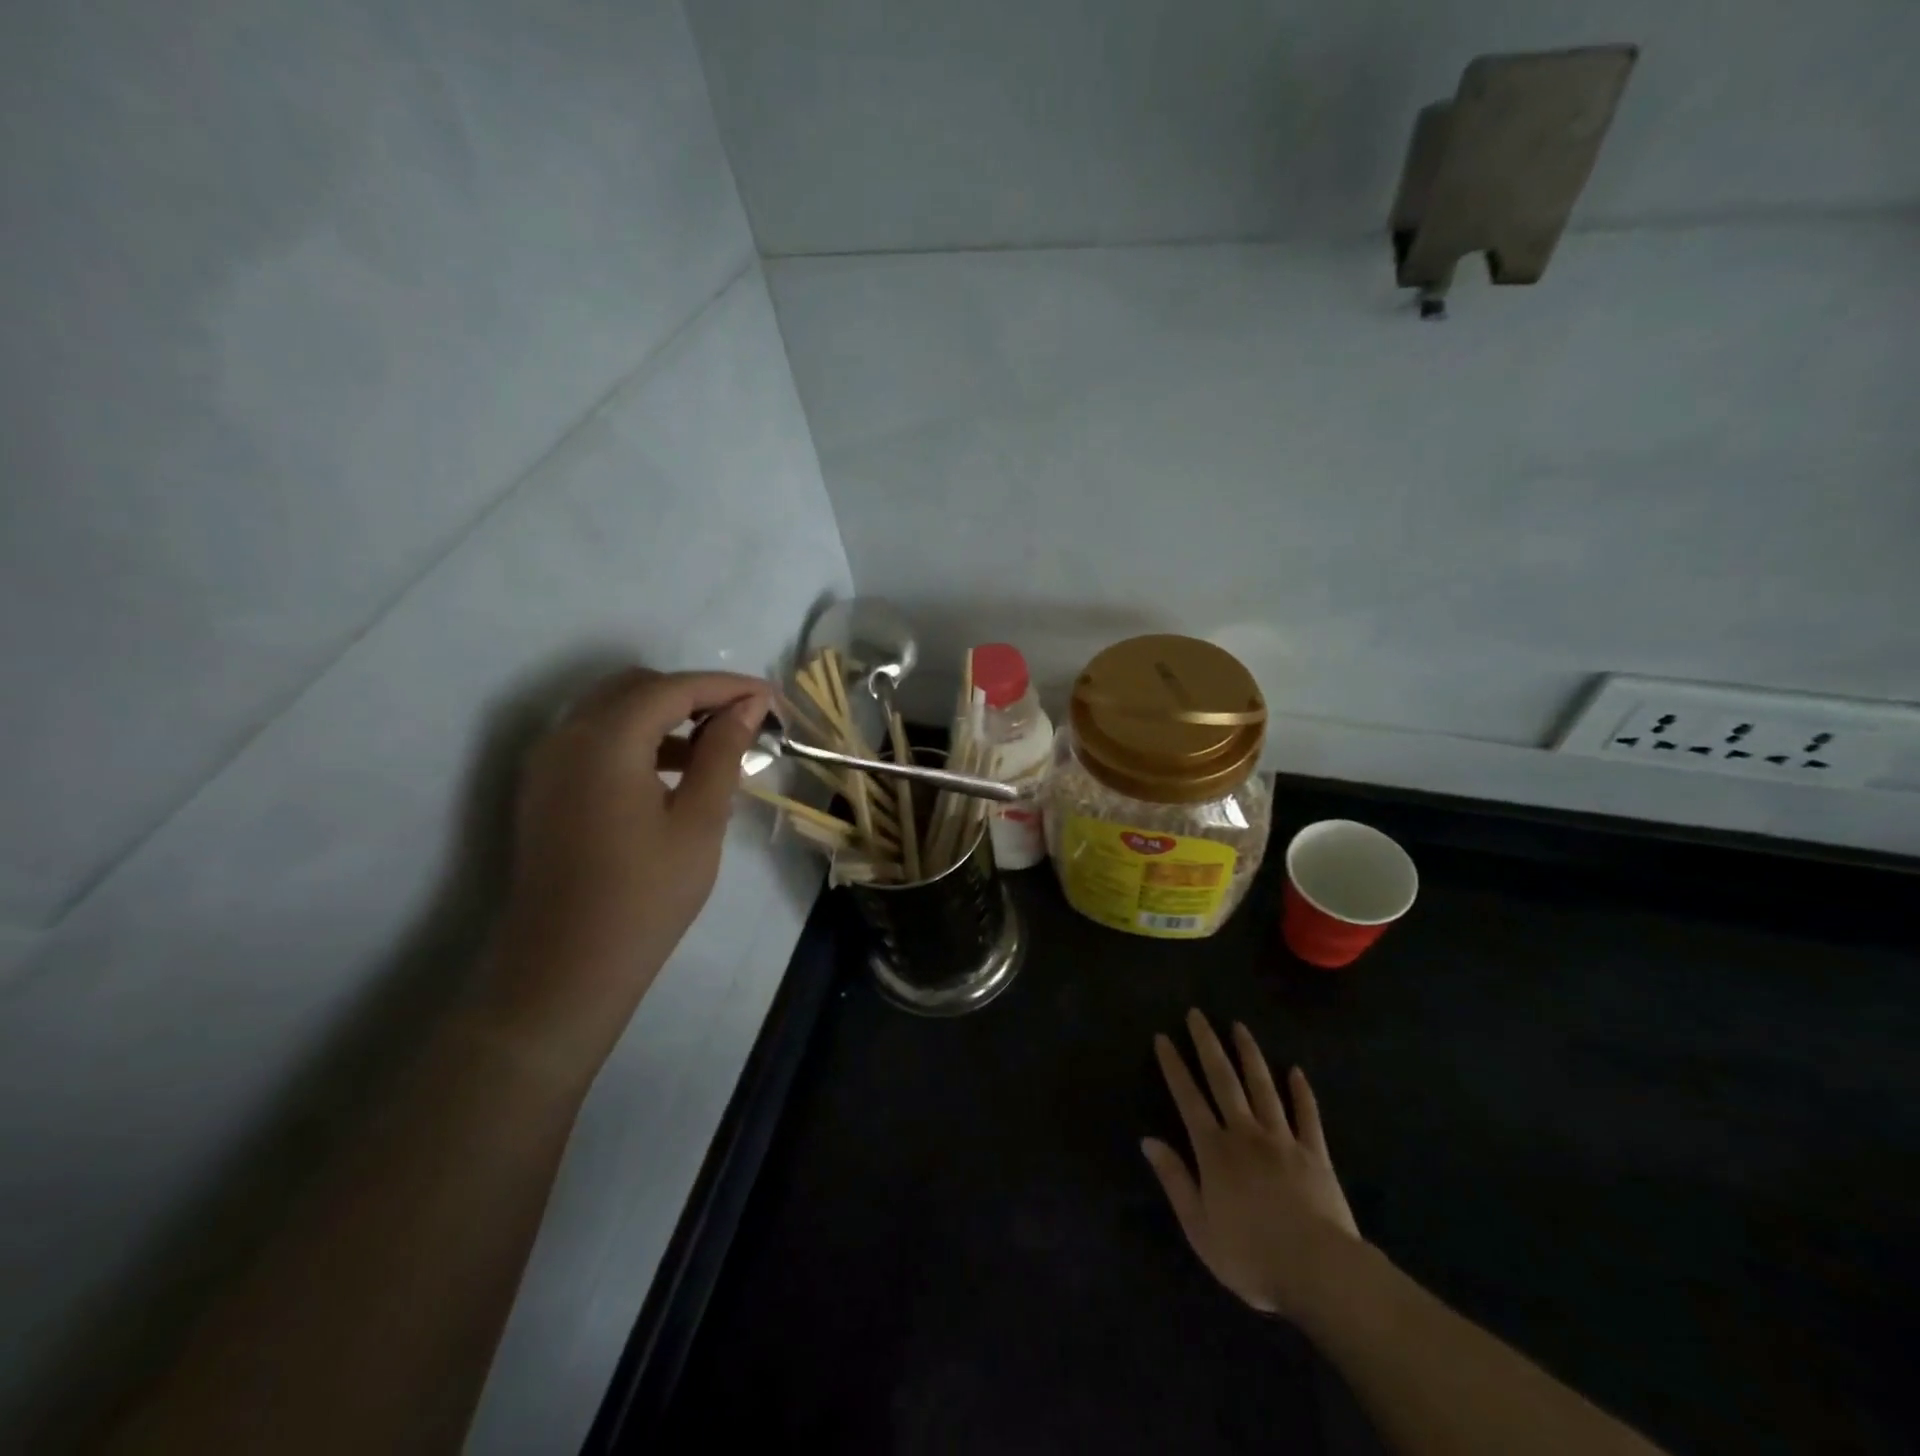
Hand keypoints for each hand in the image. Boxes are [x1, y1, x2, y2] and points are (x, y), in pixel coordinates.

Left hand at [481, 667, 770, 1080]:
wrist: (565, 968)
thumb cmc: (645, 896)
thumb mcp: (699, 821)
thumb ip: (723, 752)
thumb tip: (749, 706)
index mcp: (606, 741)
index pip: (673, 688)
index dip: (726, 686)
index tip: (771, 698)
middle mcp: (566, 736)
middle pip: (637, 688)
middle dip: (694, 694)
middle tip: (744, 719)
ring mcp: (548, 762)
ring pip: (612, 710)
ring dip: (665, 714)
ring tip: (717, 744)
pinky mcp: (544, 788)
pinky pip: (595, 739)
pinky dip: (637, 738)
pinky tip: (674, 770)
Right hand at [1143, 1010, 1362, 1321]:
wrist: (1319, 1271)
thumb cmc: (1251, 1256)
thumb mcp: (1199, 1228)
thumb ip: (1175, 1180)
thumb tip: (1148, 1141)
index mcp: (1214, 1151)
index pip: (1188, 1098)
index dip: (1174, 1067)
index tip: (1163, 1037)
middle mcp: (1245, 1133)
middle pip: (1223, 1080)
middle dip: (1207, 1044)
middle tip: (1197, 1014)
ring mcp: (1283, 1139)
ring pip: (1263, 1086)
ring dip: (1249, 1054)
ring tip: (1239, 1026)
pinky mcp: (1315, 1153)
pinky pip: (1307, 1115)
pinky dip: (1301, 1091)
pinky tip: (1296, 1070)